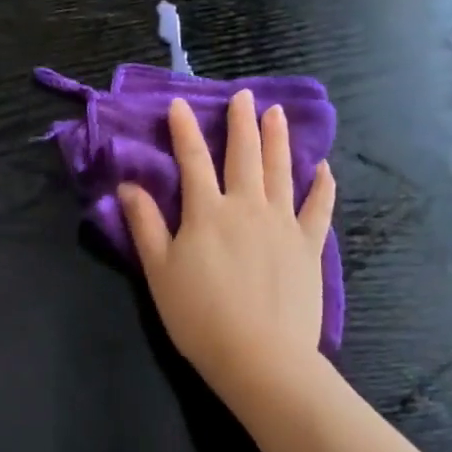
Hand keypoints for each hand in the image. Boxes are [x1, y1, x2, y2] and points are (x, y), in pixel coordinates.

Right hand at [119, 90, 334, 400]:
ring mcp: (283, 224)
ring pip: (281, 171)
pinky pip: (318, 208)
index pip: (192, 161)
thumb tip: (128, 186)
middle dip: (241, 122)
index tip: (180, 104)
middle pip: (244, 155)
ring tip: (277, 113)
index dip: (184, 130)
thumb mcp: (159, 272)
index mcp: (206, 212)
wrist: (259, 355)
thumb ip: (145, 225)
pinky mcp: (309, 246)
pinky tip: (323, 168)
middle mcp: (247, 207)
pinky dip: (321, 186)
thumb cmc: (199, 316)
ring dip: (278, 139)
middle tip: (244, 95)